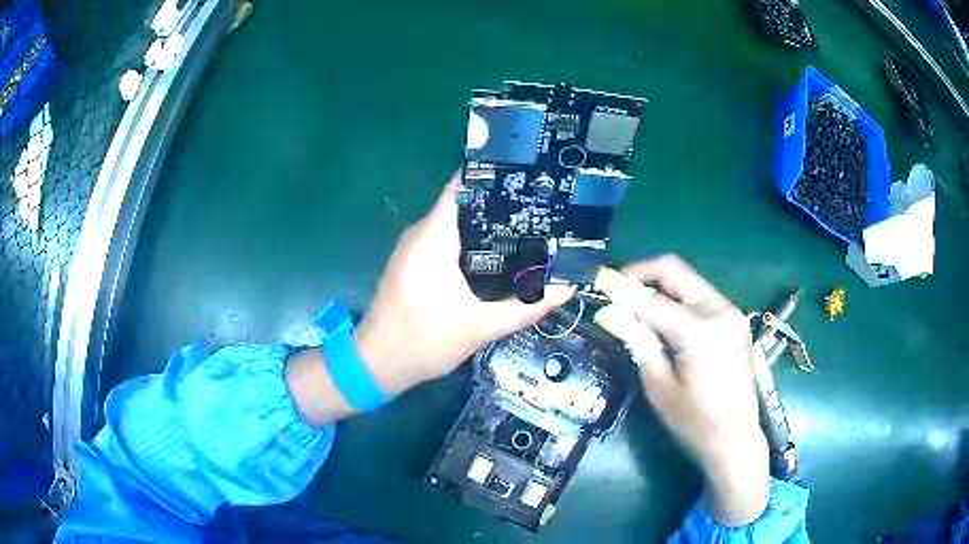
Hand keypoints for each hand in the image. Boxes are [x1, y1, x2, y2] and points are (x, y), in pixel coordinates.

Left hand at [354, 174, 573, 395]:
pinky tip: (498, 256)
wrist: (376, 365)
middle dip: (500, 205)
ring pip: (454, 225)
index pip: (461, 187)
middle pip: (462, 205)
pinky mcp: (411, 264)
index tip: (528, 177)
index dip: (494, 177)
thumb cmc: (423, 341)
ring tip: (527, 229)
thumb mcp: (481, 327)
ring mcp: (412, 249)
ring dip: (486, 227)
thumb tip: (567, 289)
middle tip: (540, 210)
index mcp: (433, 238)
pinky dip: (470, 244)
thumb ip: (526, 307)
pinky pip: (444, 241)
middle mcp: (420, 235)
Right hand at [620, 256, 768, 525]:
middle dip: (642, 273)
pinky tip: (665, 318)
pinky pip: (701, 296)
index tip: (600, 287)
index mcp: (700, 331)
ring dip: (661, 286)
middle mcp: (720, 310)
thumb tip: (612, 313)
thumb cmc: (695, 423)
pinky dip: (679, 299)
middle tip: (618, 287)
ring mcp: (731, 313)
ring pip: (689, 281)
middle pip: (676, 271)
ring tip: (637, 306)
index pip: (651, 299)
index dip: (622, 291)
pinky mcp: (735, 321)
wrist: (737, 439)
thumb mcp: (659, 387)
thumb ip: (638, 342)